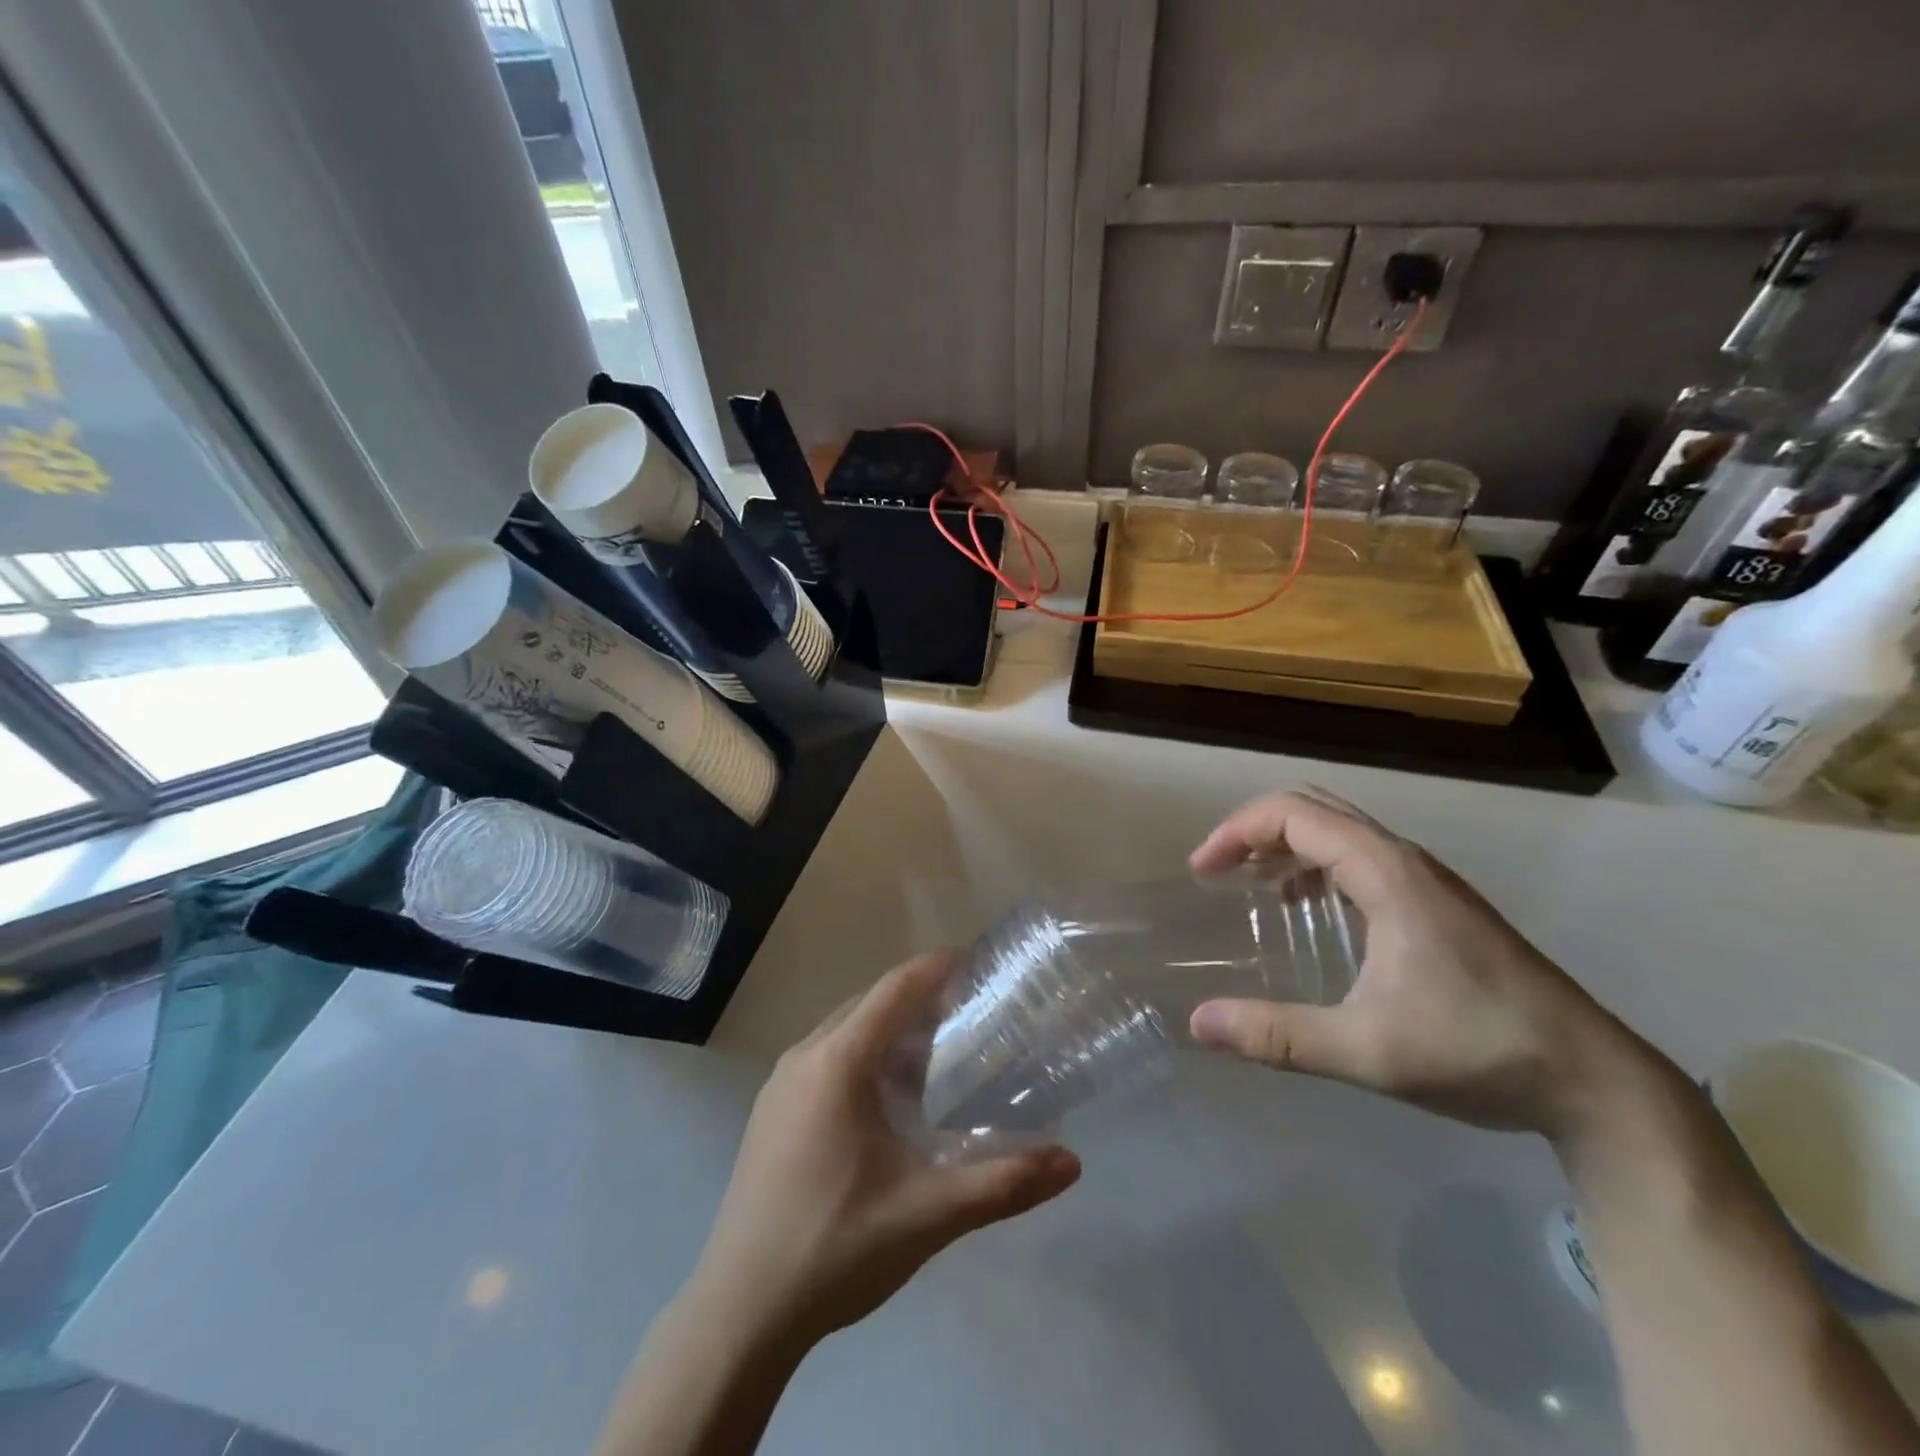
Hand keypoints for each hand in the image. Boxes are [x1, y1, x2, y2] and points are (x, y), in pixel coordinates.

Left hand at [688, 952, 1080, 1346]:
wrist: (740, 1313)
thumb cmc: (835, 1248)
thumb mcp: (928, 1214)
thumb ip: (1002, 1183)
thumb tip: (1072, 1162)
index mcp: (837, 1062)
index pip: (895, 988)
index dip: (938, 967)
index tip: (980, 963)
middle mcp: (804, 1056)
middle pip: (871, 1003)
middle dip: (922, 999)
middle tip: (974, 1013)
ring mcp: (781, 1083)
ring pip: (846, 1031)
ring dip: (892, 1031)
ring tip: (942, 1055)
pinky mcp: (771, 1111)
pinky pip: (827, 1058)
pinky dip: (866, 1057)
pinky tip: (891, 1102)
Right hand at [1187, 790, 1657, 1139]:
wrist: (1594, 1081)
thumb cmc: (1479, 1051)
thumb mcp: (1368, 1051)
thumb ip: (1278, 1035)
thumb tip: (1198, 1024)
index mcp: (1386, 874)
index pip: (1294, 815)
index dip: (1237, 832)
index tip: (1202, 872)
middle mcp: (1405, 862)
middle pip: (1315, 809)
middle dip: (1256, 829)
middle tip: (1217, 870)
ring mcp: (1426, 882)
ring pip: (1340, 832)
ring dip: (1286, 845)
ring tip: (1249, 885)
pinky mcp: (1438, 905)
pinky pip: (1360, 859)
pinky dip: (1316, 866)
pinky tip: (1307, 910)